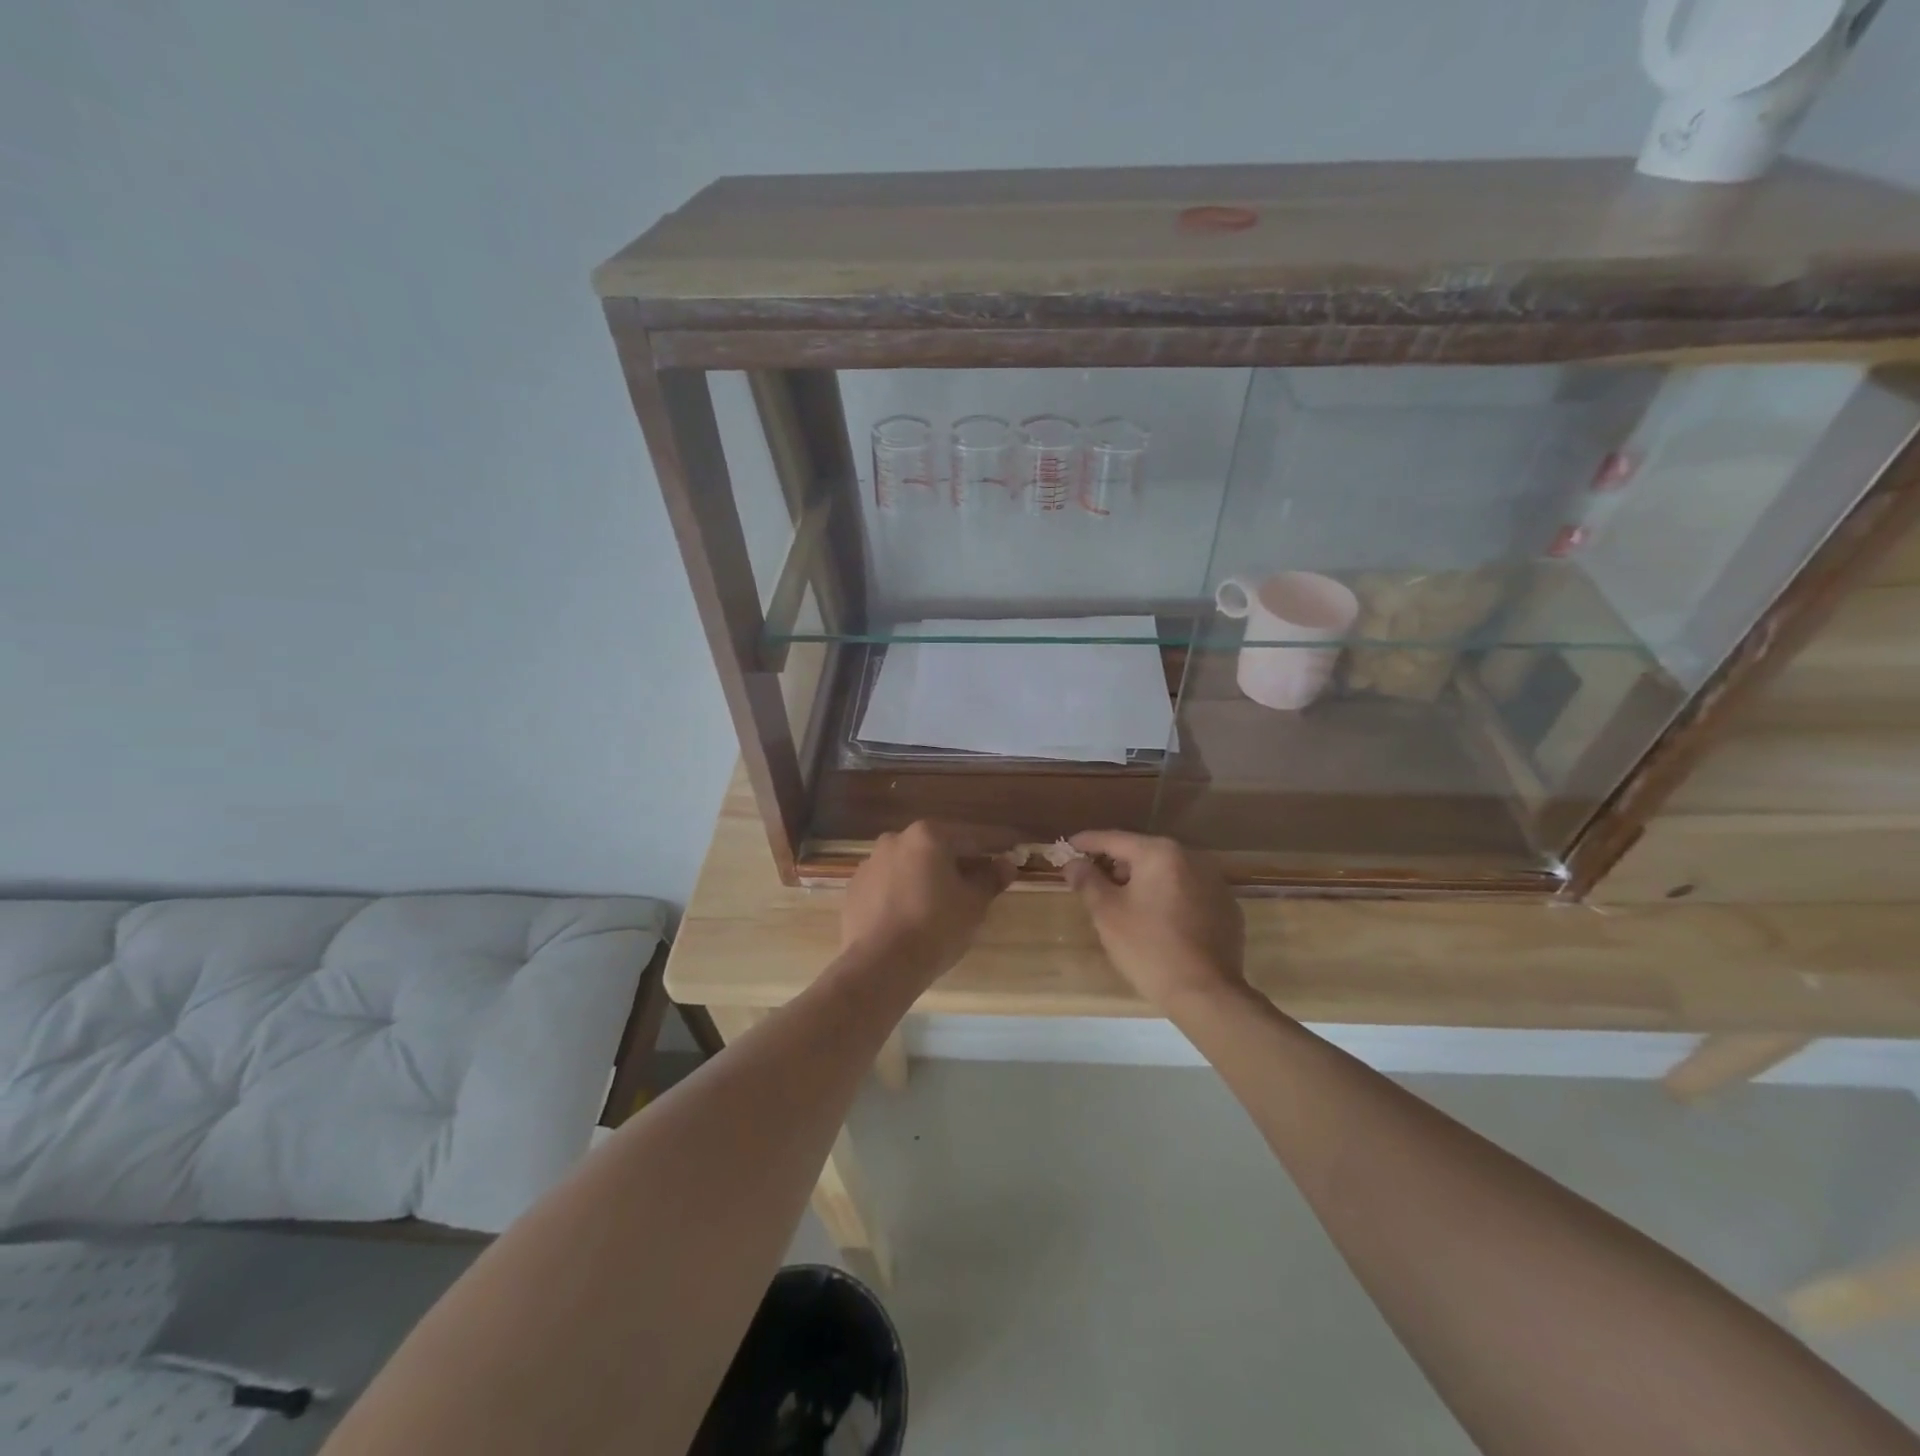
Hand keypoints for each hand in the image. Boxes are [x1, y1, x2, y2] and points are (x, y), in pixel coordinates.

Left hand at [841, 822, 1013, 982]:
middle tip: (975, 886)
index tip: (1010, 853)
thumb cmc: (935, 927)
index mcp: (928, 835)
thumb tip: (1007, 863)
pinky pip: (888, 885)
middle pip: (937, 848)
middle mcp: (895, 839)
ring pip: (910, 866)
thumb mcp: (974, 904)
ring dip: (927, 878)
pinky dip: (903, 893)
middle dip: (957, 863)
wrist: (879, 965)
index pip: (971, 837)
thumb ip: (991, 878)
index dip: (994, 847)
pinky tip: (911, 917)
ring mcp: (870, 863)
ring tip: (941, 906)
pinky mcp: (854, 889)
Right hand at [1065, 831, 1245, 1009]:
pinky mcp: (1226, 907)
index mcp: (1160, 853)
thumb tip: (1074, 863)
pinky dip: (1168, 898)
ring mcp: (1214, 882)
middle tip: (1093, 882)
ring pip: (1167, 873)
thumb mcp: (1107, 913)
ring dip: (1143, 882)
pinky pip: (1188, 893)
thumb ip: (1087, 881)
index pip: (1114, 839)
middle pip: (1142, 853)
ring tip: (1123, 904)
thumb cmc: (1148, 947)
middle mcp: (1191, 857)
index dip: (1087, 842)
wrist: (1205, 993)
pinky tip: (1158, 922)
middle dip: (1116, 865)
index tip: (1068, 847)